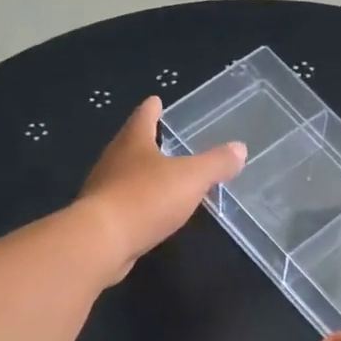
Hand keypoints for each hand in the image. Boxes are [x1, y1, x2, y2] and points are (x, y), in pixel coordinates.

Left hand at [76, 95, 245, 281]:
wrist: (102, 240)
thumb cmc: (146, 198)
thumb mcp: (191, 178)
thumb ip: (216, 164)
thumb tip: (239, 148)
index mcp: (132, 142)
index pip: (143, 117)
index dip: (152, 109)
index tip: (155, 100)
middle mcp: (113, 161)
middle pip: (130, 145)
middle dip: (145, 141)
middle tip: (160, 139)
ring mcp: (103, 190)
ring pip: (124, 175)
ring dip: (140, 174)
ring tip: (159, 177)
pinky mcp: (101, 219)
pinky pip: (123, 204)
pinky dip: (137, 204)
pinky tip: (148, 213)